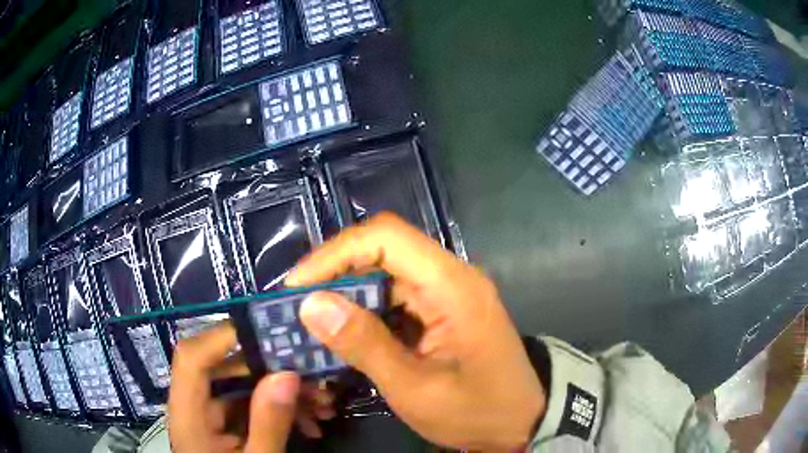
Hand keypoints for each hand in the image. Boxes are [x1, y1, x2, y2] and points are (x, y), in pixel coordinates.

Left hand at [167, 323, 334, 452]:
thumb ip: (269, 423)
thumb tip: (287, 374)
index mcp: (188, 415)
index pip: (191, 358)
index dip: (222, 337)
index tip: (267, 329)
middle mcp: (193, 407)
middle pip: (221, 368)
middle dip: (270, 369)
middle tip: (311, 372)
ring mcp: (210, 416)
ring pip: (241, 388)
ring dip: (282, 392)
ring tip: (323, 404)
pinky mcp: (224, 425)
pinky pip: (249, 407)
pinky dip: (279, 411)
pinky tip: (312, 424)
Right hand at [287, 213, 545, 450]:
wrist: (522, 421)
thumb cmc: (477, 411)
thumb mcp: (415, 388)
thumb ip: (363, 345)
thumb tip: (310, 304)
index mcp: (451, 286)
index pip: (385, 237)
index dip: (334, 254)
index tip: (297, 285)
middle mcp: (451, 277)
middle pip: (383, 251)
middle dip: (335, 275)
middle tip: (298, 306)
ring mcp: (448, 292)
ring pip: (386, 275)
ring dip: (348, 295)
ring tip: (314, 322)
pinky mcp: (444, 310)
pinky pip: (397, 298)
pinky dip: (367, 312)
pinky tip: (347, 333)